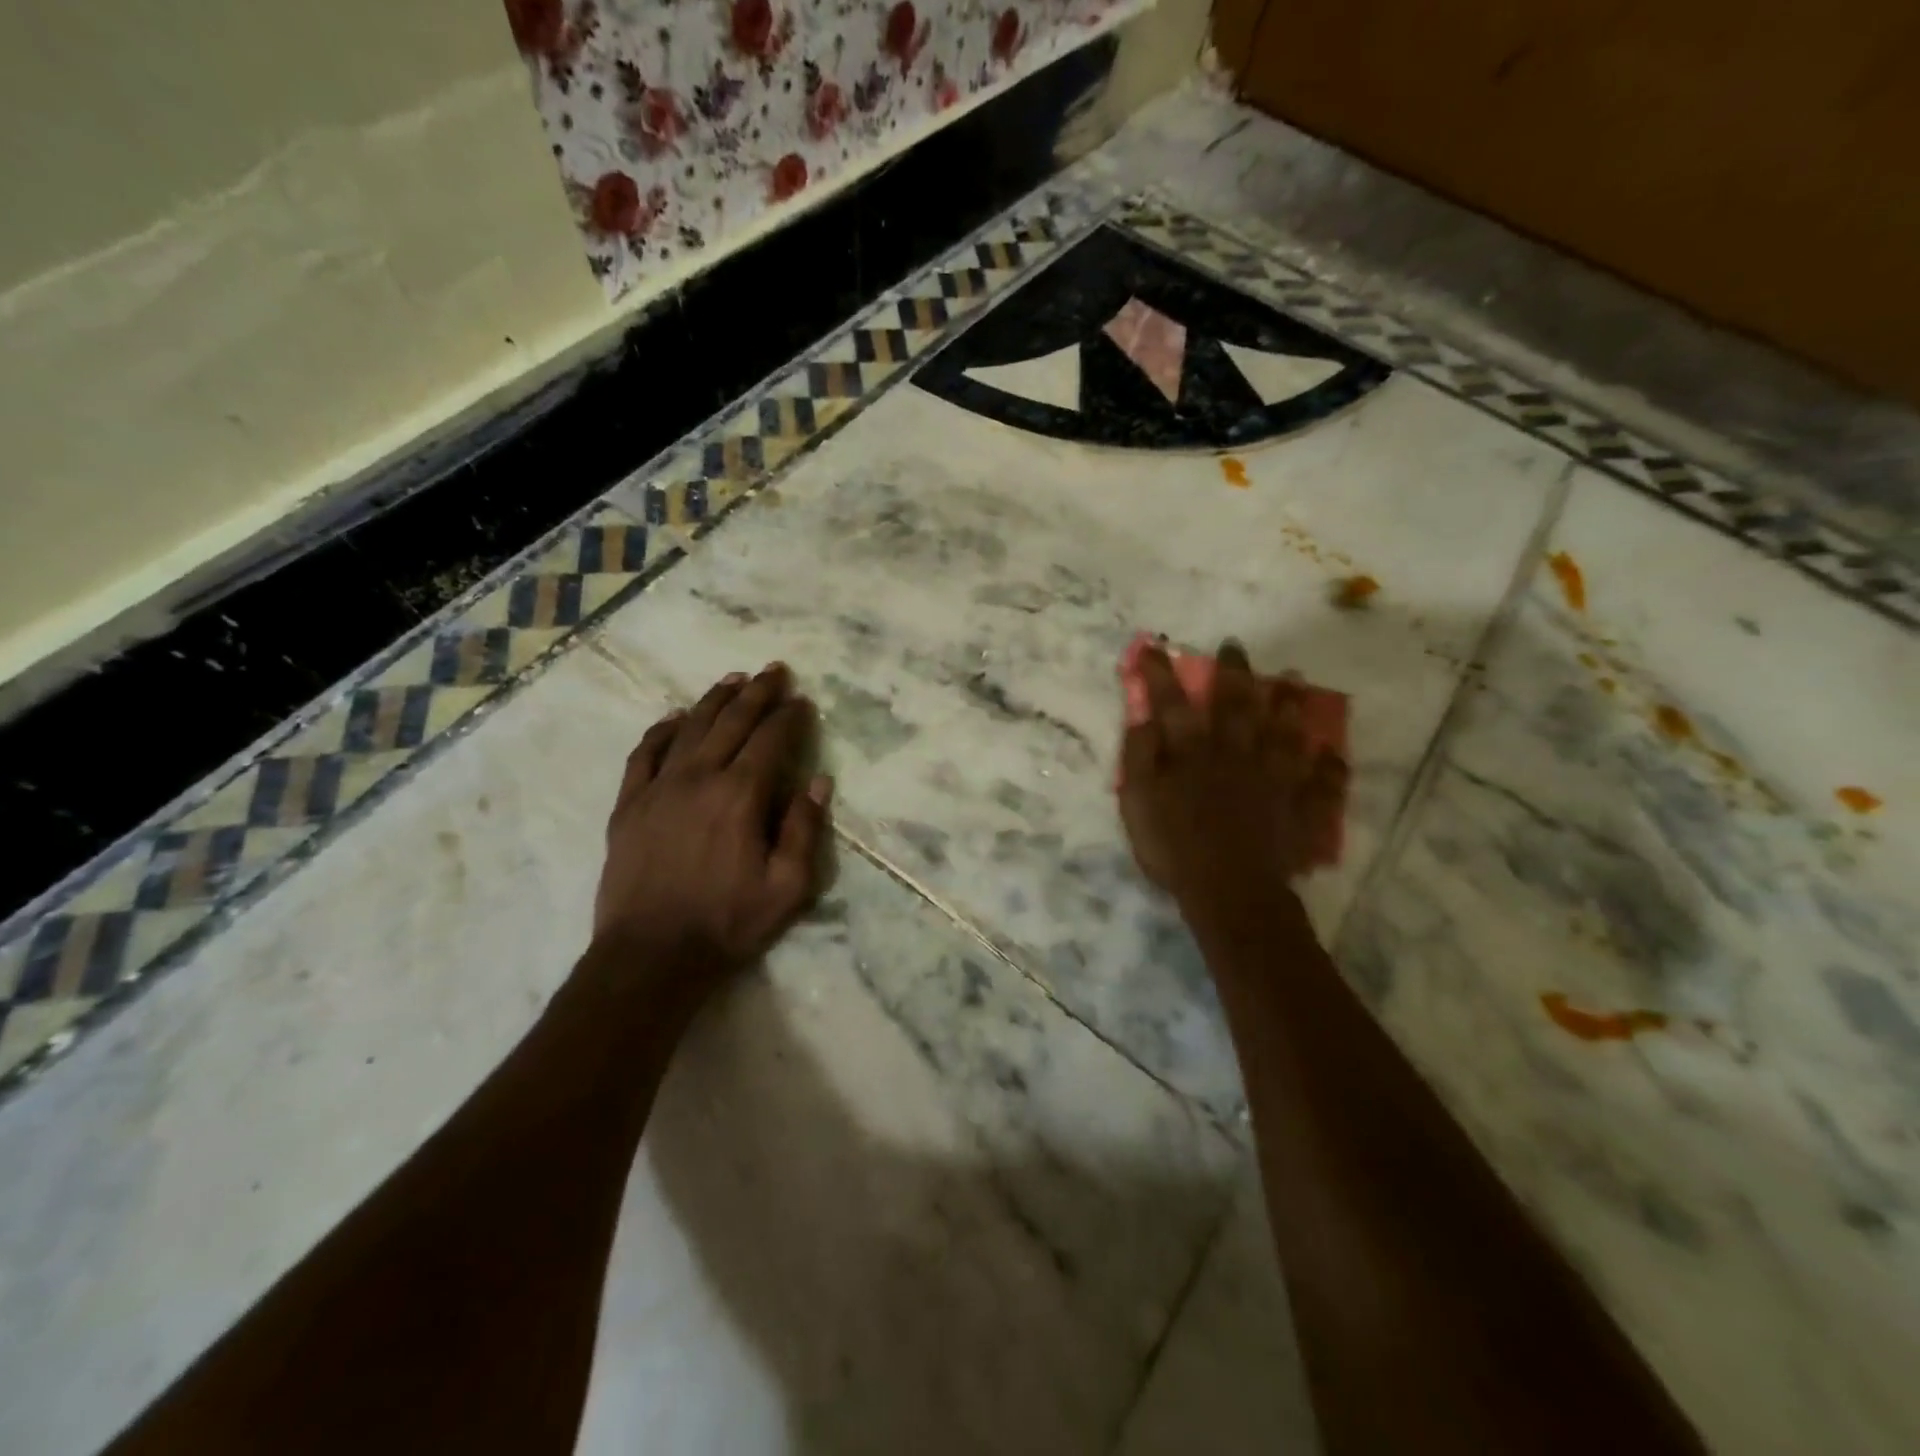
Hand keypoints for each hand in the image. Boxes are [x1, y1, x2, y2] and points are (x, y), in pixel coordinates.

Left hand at [592, 663, 831, 992]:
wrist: (650, 957)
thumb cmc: (727, 924)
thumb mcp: (788, 888)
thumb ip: (804, 829)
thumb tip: (819, 781)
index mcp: (740, 795)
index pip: (771, 740)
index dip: (790, 717)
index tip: (803, 701)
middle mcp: (699, 778)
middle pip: (732, 722)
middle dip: (758, 693)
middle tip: (774, 670)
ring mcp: (658, 788)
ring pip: (690, 728)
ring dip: (715, 700)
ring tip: (733, 679)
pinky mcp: (628, 805)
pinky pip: (644, 753)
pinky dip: (662, 730)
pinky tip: (674, 717)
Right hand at [1118, 642, 1345, 914]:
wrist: (1230, 892)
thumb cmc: (1175, 849)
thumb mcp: (1138, 804)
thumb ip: (1139, 758)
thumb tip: (1142, 718)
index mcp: (1192, 754)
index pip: (1172, 703)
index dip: (1160, 674)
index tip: (1154, 648)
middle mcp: (1236, 754)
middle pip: (1236, 705)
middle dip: (1233, 673)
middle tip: (1235, 647)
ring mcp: (1274, 779)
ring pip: (1284, 732)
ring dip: (1288, 704)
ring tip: (1293, 678)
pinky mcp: (1300, 807)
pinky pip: (1322, 782)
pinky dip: (1329, 767)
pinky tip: (1332, 752)